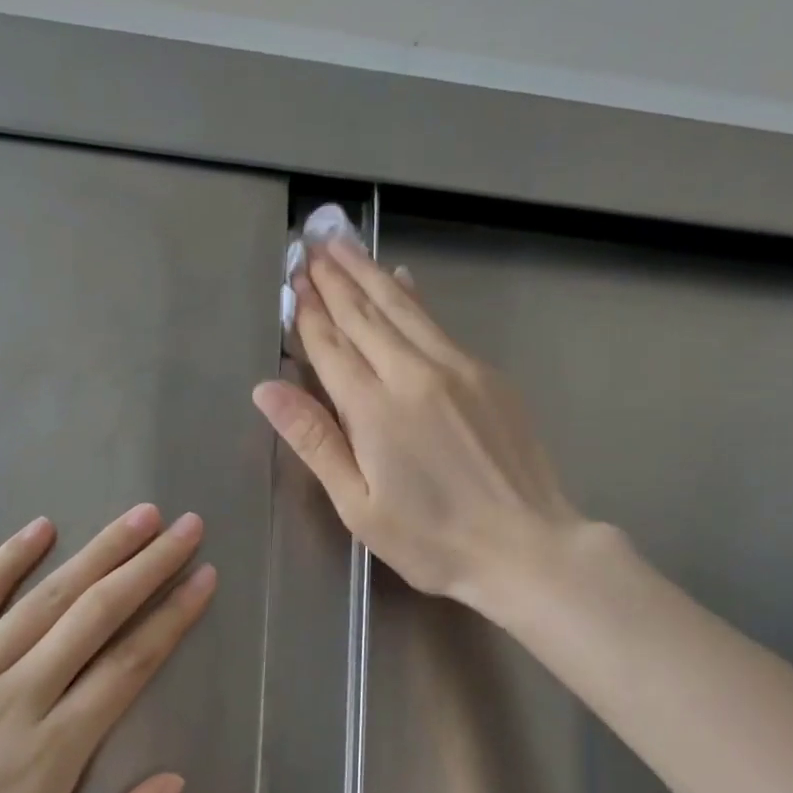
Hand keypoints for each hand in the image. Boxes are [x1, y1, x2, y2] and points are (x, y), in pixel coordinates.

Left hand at [0, 506, 215, 792]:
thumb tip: (176, 779)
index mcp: (52, 750)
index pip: (129, 665)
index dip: (172, 617)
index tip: (205, 577)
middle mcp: (15, 698)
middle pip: (96, 616)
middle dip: (148, 566)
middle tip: (187, 527)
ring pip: (44, 601)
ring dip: (97, 553)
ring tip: (140, 517)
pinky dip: (6, 562)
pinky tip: (41, 528)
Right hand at [253, 236, 583, 608]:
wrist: (526, 547)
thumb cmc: (432, 541)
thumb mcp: (359, 505)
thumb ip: (315, 440)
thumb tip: (266, 389)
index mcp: (375, 409)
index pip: (332, 346)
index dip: (308, 313)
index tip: (292, 280)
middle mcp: (414, 373)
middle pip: (366, 314)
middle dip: (335, 279)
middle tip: (313, 245)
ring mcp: (458, 368)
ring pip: (404, 308)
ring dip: (371, 274)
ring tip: (345, 245)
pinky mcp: (488, 375)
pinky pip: (439, 324)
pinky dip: (414, 298)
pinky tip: (404, 280)